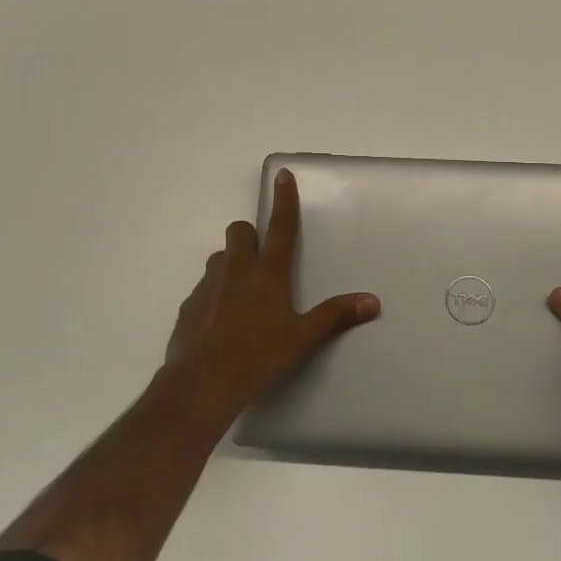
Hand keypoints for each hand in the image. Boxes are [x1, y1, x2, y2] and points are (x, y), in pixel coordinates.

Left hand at [163, 168, 380, 421]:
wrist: (201, 384)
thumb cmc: (258, 357)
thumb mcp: (303, 339)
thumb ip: (336, 316)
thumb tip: (372, 302)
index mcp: (268, 274)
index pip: (281, 227)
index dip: (284, 200)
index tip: (282, 175)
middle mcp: (236, 271)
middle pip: (239, 232)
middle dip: (250, 235)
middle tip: (262, 258)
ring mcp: (208, 287)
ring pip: (219, 259)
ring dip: (231, 264)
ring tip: (242, 293)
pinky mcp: (188, 308)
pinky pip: (203, 289)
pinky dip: (213, 295)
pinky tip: (220, 322)